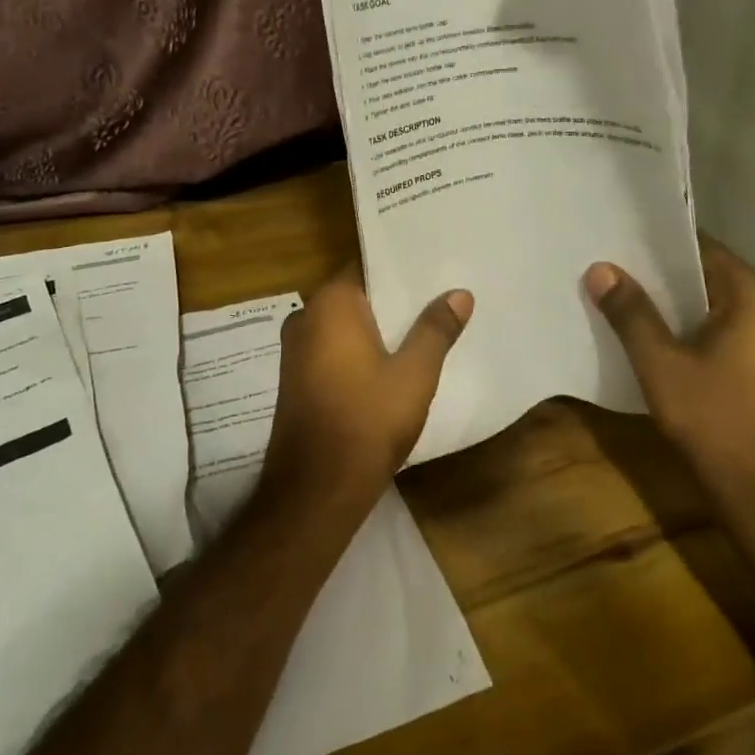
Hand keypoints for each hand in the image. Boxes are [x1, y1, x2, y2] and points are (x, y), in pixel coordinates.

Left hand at [259, 266, 472, 517]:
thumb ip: (435, 329)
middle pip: (356, 295)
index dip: (399, 267)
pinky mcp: (297, 378)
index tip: (433, 265)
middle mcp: (305, 317)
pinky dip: (360, 349)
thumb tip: (459, 293)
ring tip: (424, 324)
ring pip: (345, 325)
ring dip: (378, 326)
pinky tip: (391, 361)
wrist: (315, 489)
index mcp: (329, 305)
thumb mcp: (413, 374)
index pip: (366, 266)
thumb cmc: (366, 421)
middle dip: (393, 298)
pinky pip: (334, 348)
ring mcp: (296, 350)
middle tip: (438, 294)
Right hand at [585, 242, 754, 544]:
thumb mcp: (662, 366)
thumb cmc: (718, 423)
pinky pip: (731, 337)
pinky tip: (664, 349)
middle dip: (661, 279)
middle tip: (612, 275)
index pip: (702, 248)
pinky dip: (698, 335)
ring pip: (720, 310)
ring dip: (678, 310)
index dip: (657, 246)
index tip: (617, 244)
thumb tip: (600, 268)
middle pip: (710, 278)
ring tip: (628, 307)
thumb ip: (631, 314)